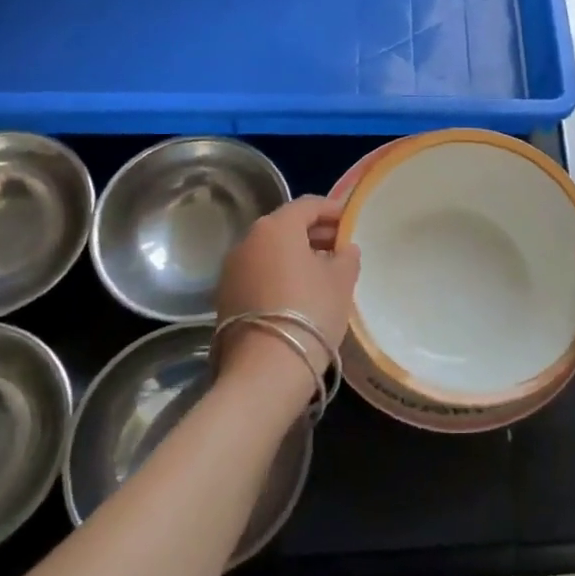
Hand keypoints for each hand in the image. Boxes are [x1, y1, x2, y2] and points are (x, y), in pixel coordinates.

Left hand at [215, 196, 358, 399]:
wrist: (264, 370)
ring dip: (295, 255)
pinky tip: (297, 293)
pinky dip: (277, 274)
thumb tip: (344, 248)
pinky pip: (257, 273)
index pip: (308, 205)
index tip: (350, 221)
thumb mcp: (341, 281)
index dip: (332, 210)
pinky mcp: (224, 297)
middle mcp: (248, 240)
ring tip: (321, 273)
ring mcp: (231, 269)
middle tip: (339, 247)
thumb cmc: (310, 312)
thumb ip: (347, 257)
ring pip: (269, 250)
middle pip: (286, 226)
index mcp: (277, 227)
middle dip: (314, 233)